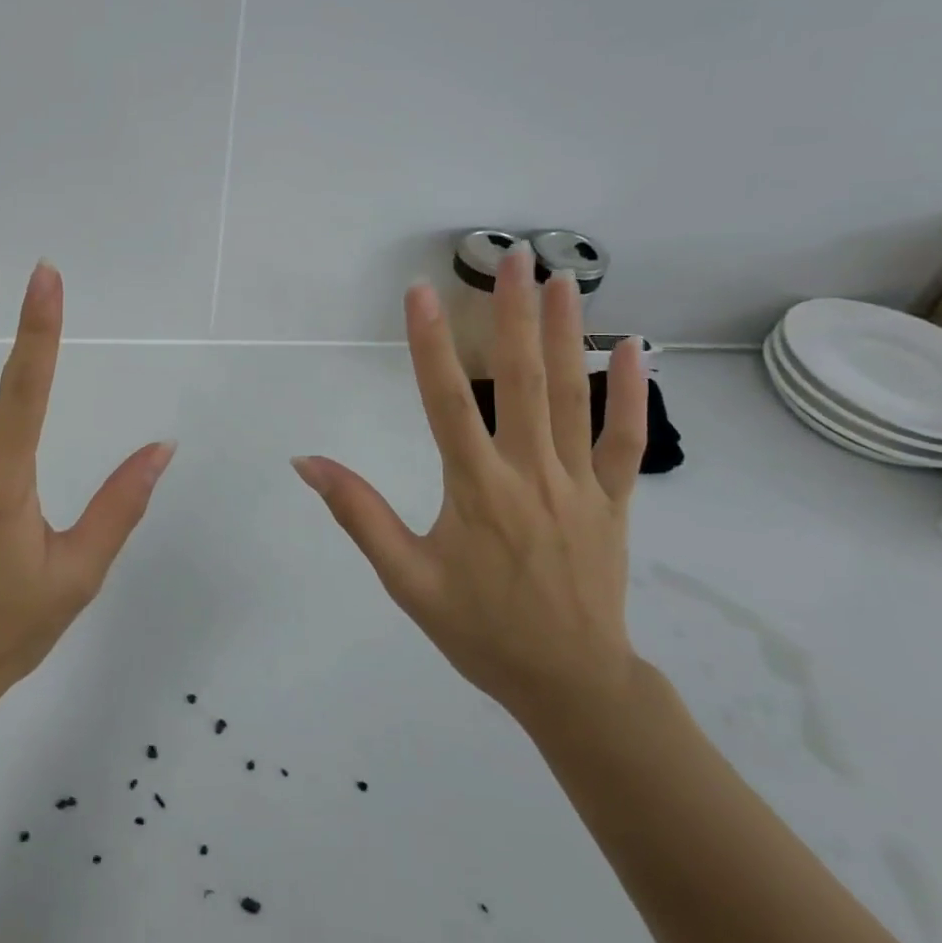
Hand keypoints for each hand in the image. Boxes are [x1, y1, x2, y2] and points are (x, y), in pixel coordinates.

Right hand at [293, 243, 649, 725]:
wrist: (571, 684)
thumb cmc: (479, 630)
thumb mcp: (406, 579)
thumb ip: (359, 514)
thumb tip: (307, 461)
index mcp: (477, 490)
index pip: (447, 403)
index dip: (430, 344)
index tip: (421, 292)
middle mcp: (530, 475)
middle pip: (522, 382)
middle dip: (514, 315)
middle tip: (514, 258)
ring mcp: (580, 485)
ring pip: (575, 398)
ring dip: (567, 334)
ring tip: (562, 279)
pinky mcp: (614, 501)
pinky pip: (625, 441)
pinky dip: (632, 393)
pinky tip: (634, 348)